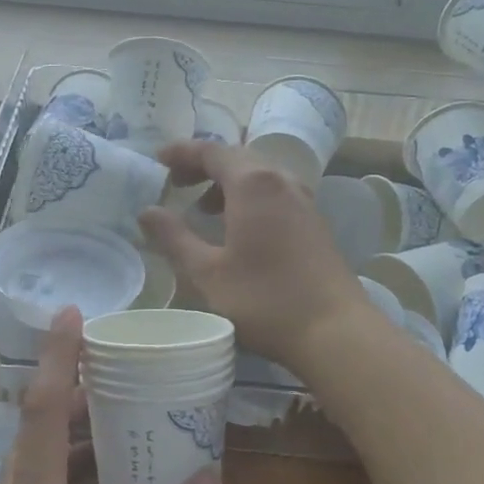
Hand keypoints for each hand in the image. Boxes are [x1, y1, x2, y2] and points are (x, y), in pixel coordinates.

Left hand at [0, 308, 220, 483]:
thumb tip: (207, 477)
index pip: (42, 414)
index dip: (58, 359)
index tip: (72, 313)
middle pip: (39, 433)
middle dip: (79, 395)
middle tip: (127, 368)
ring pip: (37, 467)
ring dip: (79, 439)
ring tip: (129, 419)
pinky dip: (74, 477)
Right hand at [140, 141, 372, 370]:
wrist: (335, 331)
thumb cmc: (265, 299)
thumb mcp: (207, 273)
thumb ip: (174, 238)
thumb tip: (147, 212)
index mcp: (253, 184)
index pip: (211, 152)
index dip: (182, 152)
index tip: (157, 160)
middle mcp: (281, 181)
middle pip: (237, 158)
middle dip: (203, 166)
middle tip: (175, 183)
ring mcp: (304, 201)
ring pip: (259, 176)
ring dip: (227, 183)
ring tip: (203, 209)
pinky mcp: (315, 222)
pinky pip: (275, 193)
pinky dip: (249, 197)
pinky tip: (238, 228)